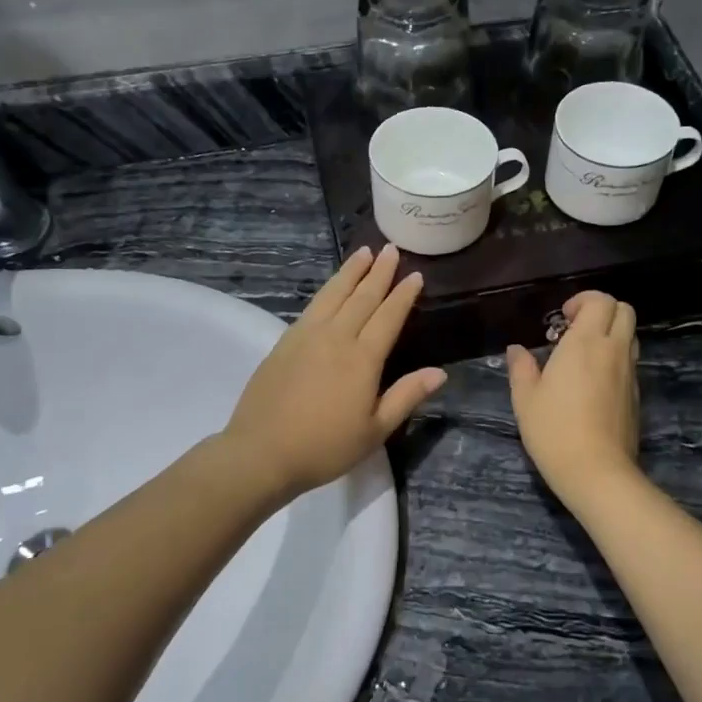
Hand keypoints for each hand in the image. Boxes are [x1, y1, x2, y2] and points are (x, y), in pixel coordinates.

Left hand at [221, 244, 446, 503]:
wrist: (262, 452)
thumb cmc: (324, 447)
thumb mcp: (374, 430)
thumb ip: (406, 396)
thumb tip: (440, 373)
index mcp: (362, 359)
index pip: (388, 317)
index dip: (403, 295)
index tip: (415, 274)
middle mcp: (335, 338)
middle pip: (361, 297)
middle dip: (379, 272)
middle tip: (391, 250)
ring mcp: (306, 336)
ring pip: (333, 294)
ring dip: (350, 272)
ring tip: (363, 253)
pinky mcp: (284, 342)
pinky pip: (312, 306)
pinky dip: (326, 290)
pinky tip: (331, 288)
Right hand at [507, 291, 641, 502]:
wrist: (596, 470)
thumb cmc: (554, 430)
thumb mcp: (525, 398)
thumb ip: (521, 367)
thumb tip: (517, 349)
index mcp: (585, 343)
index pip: (600, 301)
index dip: (583, 300)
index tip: (562, 318)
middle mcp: (613, 350)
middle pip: (624, 310)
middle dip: (602, 310)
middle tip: (575, 330)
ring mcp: (629, 373)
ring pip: (630, 336)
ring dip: (611, 334)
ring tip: (583, 355)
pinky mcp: (635, 395)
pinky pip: (629, 363)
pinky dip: (615, 359)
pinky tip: (593, 383)